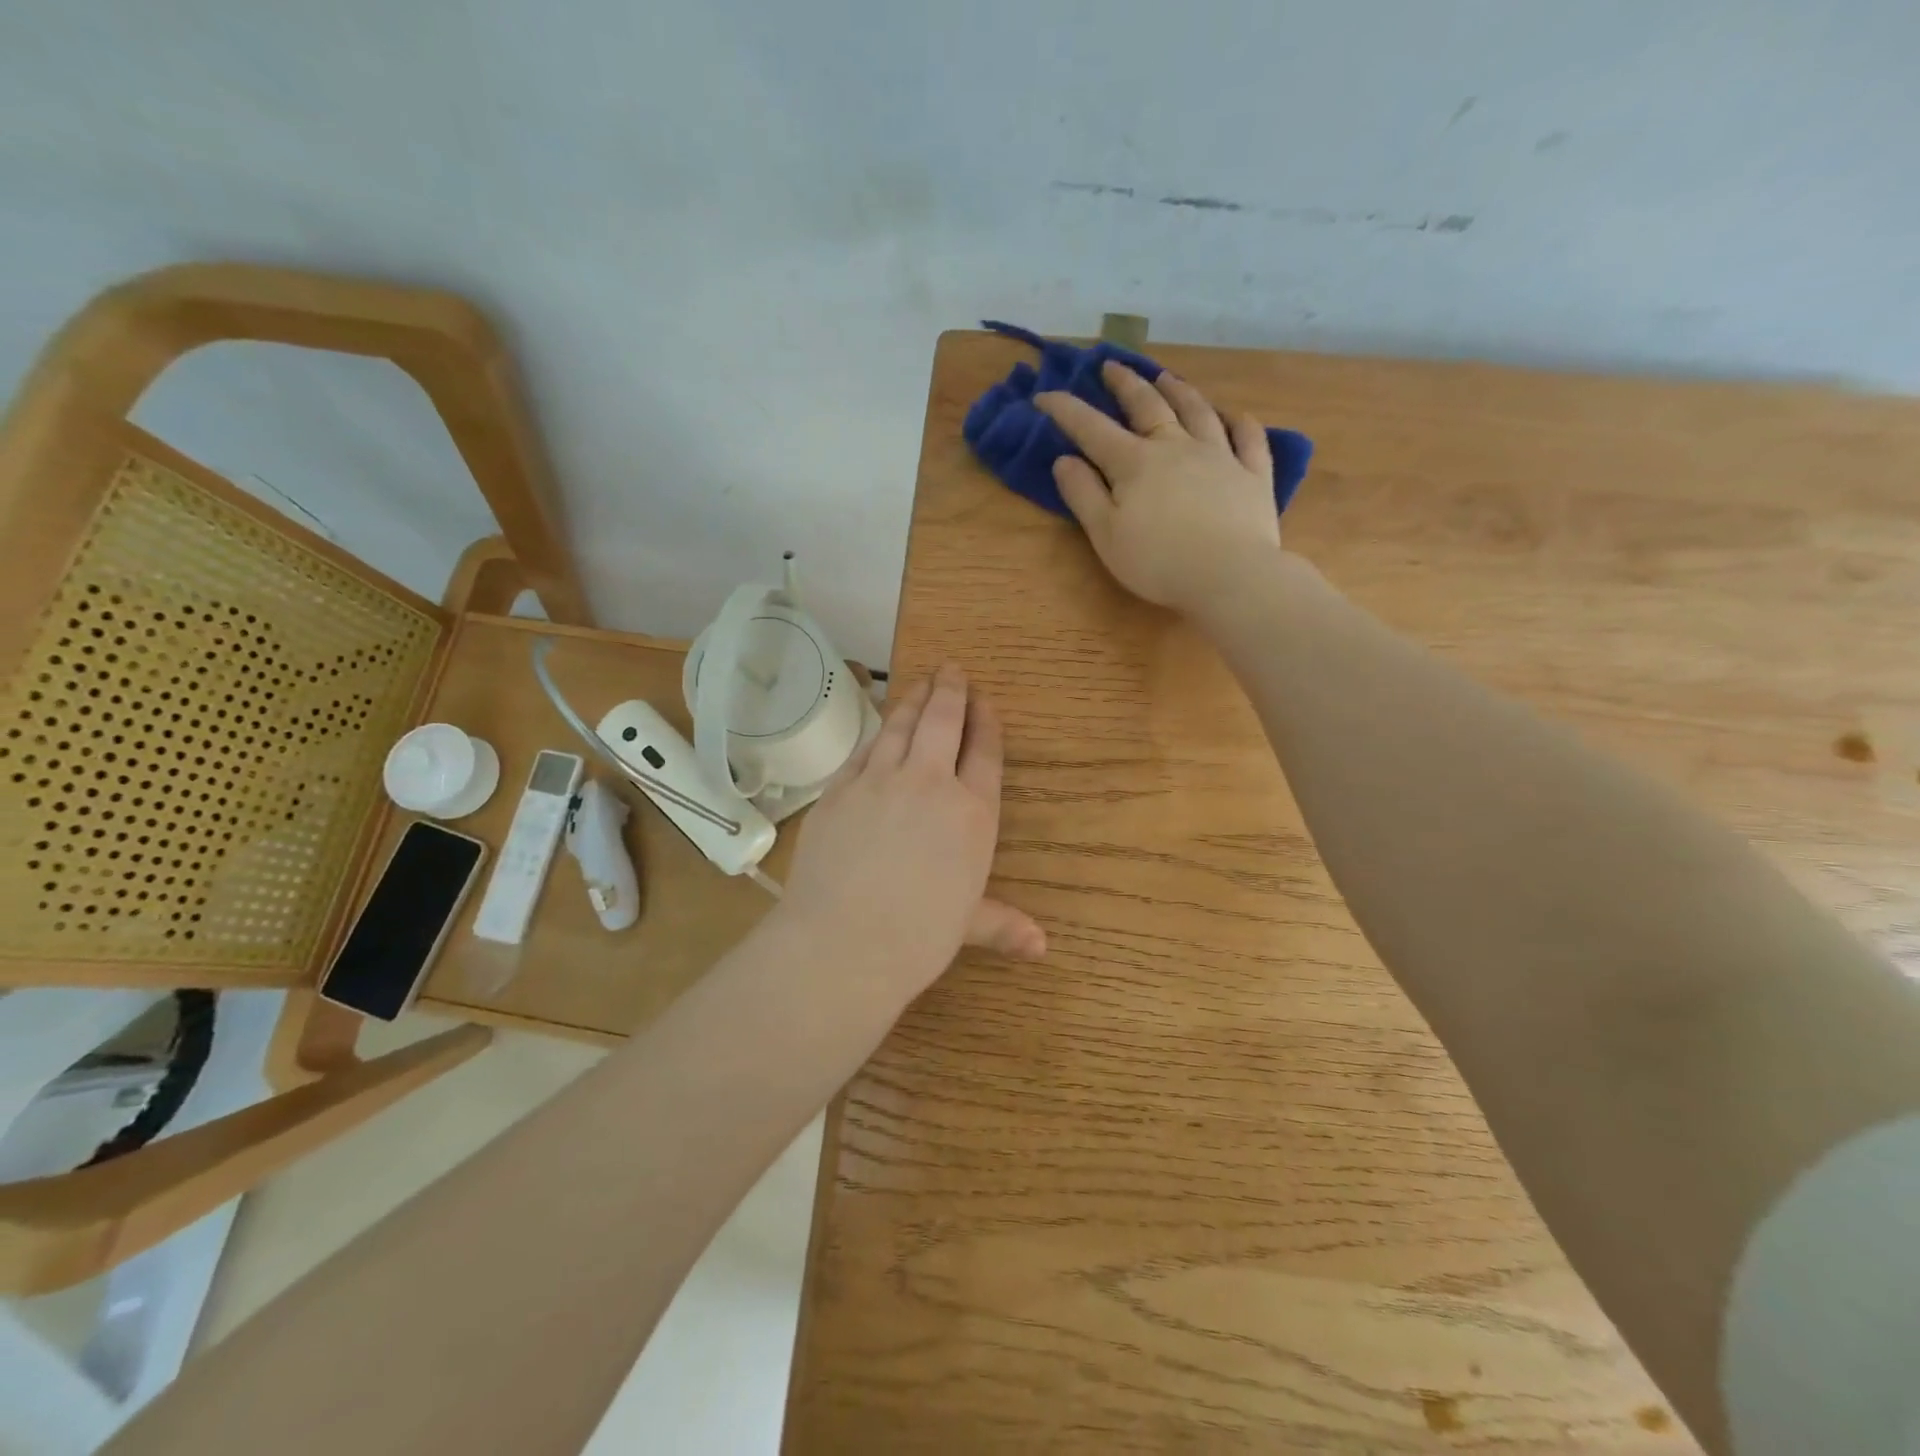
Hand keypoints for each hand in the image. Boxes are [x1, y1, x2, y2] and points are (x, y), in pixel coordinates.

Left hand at [776, 665, 1044, 1008]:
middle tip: (952, 669)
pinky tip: (880, 729)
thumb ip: (1003, 925)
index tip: (985, 700)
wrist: (842, 944)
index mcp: (972, 814)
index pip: (985, 753)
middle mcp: (929, 784)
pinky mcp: (839, 789)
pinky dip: (877, 734)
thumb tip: (1041, 948)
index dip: (986, 722)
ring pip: (900, 725)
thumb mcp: (967, 927)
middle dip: (951, 691)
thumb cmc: (917, 938)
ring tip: (921, 682)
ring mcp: (879, 781)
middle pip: (943, 722)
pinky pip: (863, 750)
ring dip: (914, 699)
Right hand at [1036, 361, 1282, 613]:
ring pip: (1197, 412)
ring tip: (1167, 378)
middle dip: (1125, 384)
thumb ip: (1083, 495)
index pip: (1092, 428)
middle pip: (1147, 406)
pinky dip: (1240, 423)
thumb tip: (1064, 460)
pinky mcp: (1253, 474)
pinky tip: (1235, 416)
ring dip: (1179, 391)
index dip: (1066, 409)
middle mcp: (1176, 447)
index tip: (1044, 395)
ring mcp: (1219, 456)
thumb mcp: (1106, 535)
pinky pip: (1249, 439)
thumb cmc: (1157, 561)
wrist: (1230, 575)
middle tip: (1112, 366)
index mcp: (1134, 463)